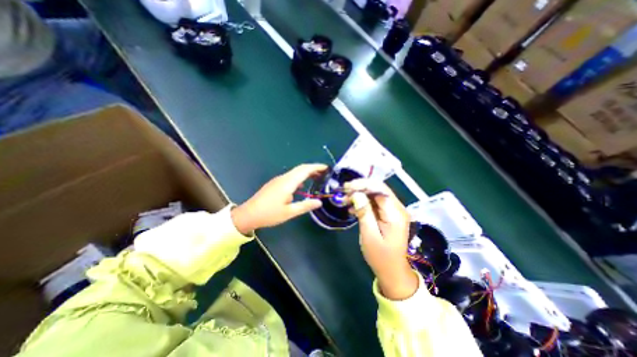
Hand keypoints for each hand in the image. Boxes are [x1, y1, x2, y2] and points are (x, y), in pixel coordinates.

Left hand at [232, 164, 328, 234]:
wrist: (248, 214)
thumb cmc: (269, 214)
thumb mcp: (289, 212)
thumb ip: (305, 206)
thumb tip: (319, 202)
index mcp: (288, 183)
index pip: (305, 170)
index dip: (316, 167)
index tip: (326, 168)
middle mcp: (283, 178)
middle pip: (300, 169)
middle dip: (313, 168)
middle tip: (324, 173)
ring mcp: (278, 180)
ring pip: (295, 172)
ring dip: (306, 173)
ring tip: (316, 178)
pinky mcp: (275, 184)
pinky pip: (290, 177)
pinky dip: (299, 178)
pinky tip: (302, 187)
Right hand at [343, 179, 418, 299]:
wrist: (392, 271)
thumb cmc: (380, 256)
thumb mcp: (369, 235)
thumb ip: (364, 212)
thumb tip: (356, 194)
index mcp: (395, 213)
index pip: (379, 189)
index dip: (362, 185)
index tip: (346, 188)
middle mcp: (396, 208)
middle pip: (377, 189)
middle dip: (359, 188)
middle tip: (343, 193)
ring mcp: (393, 211)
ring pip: (375, 195)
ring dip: (359, 195)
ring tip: (345, 201)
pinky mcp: (388, 215)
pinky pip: (374, 203)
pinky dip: (362, 203)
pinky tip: (352, 209)